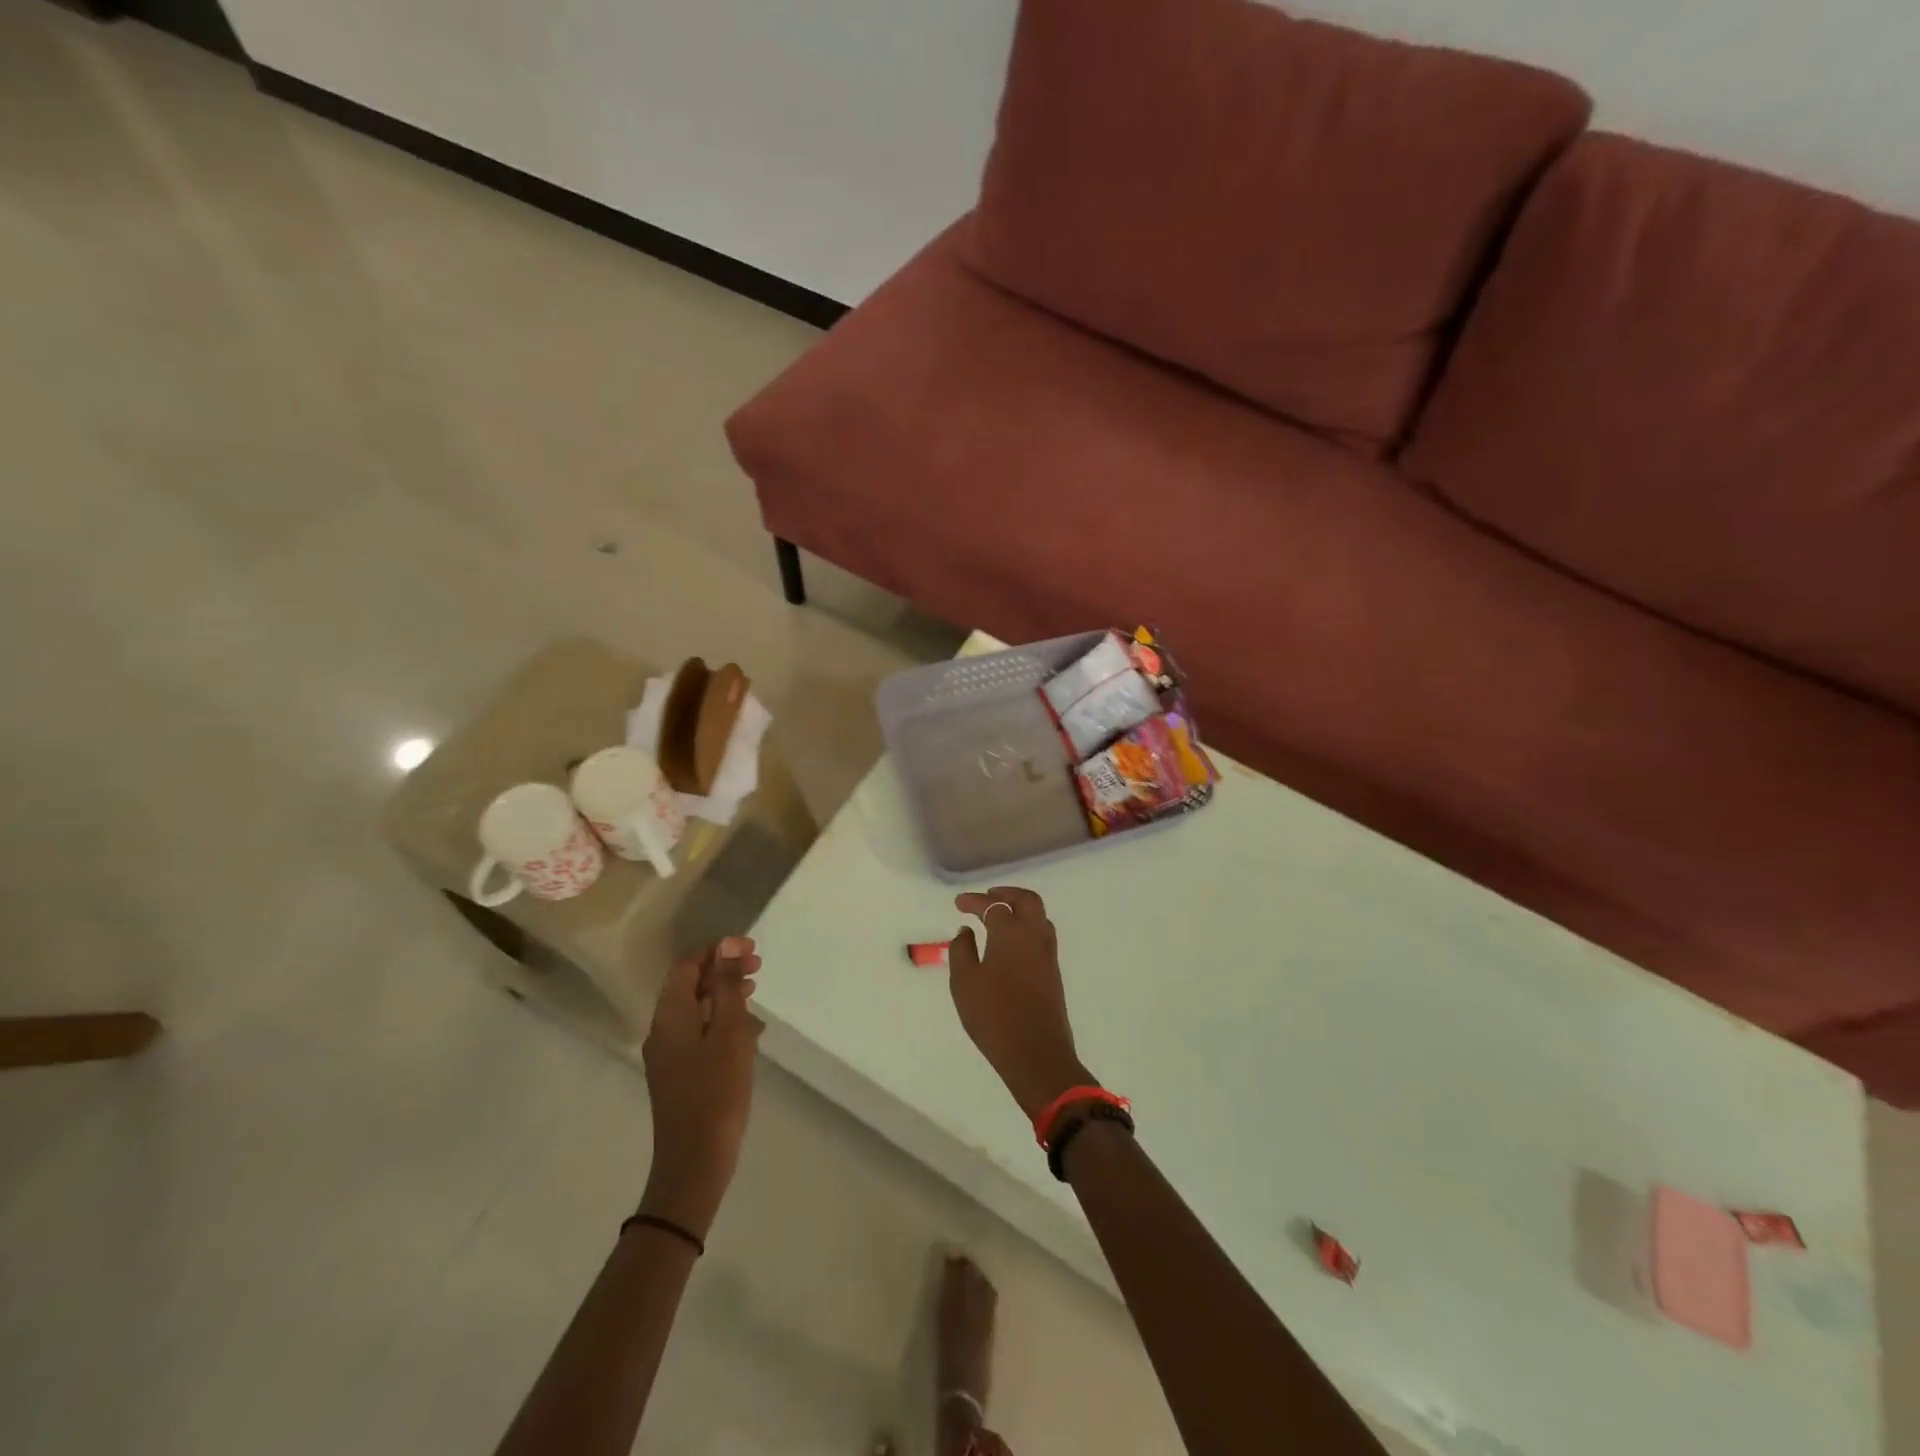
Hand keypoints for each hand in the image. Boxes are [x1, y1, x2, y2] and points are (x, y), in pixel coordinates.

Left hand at [638, 936, 763, 1237]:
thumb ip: (727, 986)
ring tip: (755, 993)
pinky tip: (748, 1032)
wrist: (695, 1162)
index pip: (687, 965)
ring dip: (723, 994)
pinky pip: (698, 1031)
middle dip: (722, 970)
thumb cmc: (716, 1091)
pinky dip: (720, 1020)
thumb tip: (727, 944)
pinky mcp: (679, 1073)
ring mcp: (668, 1054)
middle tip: (758, 967)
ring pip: (695, 1008)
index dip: (717, 950)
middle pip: (689, 984)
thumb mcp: (729, 1031)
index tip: (751, 949)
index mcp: (670, 1015)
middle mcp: (662, 1030)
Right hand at [949, 888, 1093, 1120]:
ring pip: (1039, 916)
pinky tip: (1012, 941)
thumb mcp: (965, 983)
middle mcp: (1034, 935)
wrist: (1036, 1053)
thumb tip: (966, 931)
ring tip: (1000, 916)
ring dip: (1020, 908)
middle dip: (1006, 894)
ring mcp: (1048, 953)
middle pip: (1026, 900)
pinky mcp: (1053, 971)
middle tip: (987, 897)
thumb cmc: (994, 1016)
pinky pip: (1042, 934)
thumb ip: (962, 951)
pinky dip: (1027, 926)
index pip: (992, 905)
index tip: (959, 903)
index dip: (974, 901)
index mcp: (1010, 932)